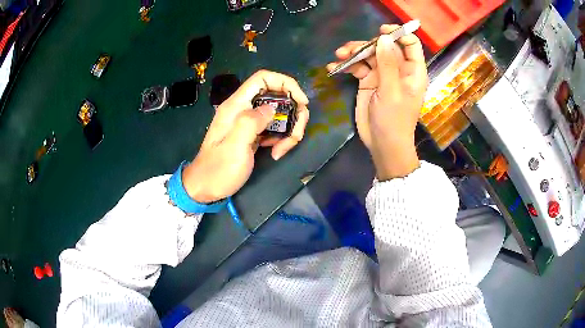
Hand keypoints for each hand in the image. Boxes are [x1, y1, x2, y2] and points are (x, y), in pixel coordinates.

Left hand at [182, 70, 309, 202]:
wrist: (206, 188)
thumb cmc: (218, 169)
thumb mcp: (235, 146)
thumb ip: (251, 122)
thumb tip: (272, 109)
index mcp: (237, 105)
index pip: (264, 78)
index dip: (286, 83)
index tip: (301, 101)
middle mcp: (244, 109)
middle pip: (277, 97)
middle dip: (293, 113)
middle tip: (296, 135)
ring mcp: (250, 122)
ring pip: (280, 114)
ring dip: (289, 130)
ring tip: (282, 150)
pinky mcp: (254, 135)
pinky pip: (275, 129)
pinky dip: (282, 139)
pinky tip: (277, 153)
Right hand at [327, 25, 426, 179]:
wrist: (383, 145)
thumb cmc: (394, 120)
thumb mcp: (392, 92)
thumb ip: (388, 64)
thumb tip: (384, 38)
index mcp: (412, 71)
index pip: (410, 44)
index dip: (398, 34)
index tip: (381, 31)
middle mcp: (398, 69)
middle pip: (384, 46)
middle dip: (367, 45)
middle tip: (349, 50)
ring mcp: (382, 75)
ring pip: (368, 55)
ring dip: (353, 53)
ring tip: (338, 56)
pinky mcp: (368, 82)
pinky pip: (357, 67)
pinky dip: (346, 66)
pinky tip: (333, 68)